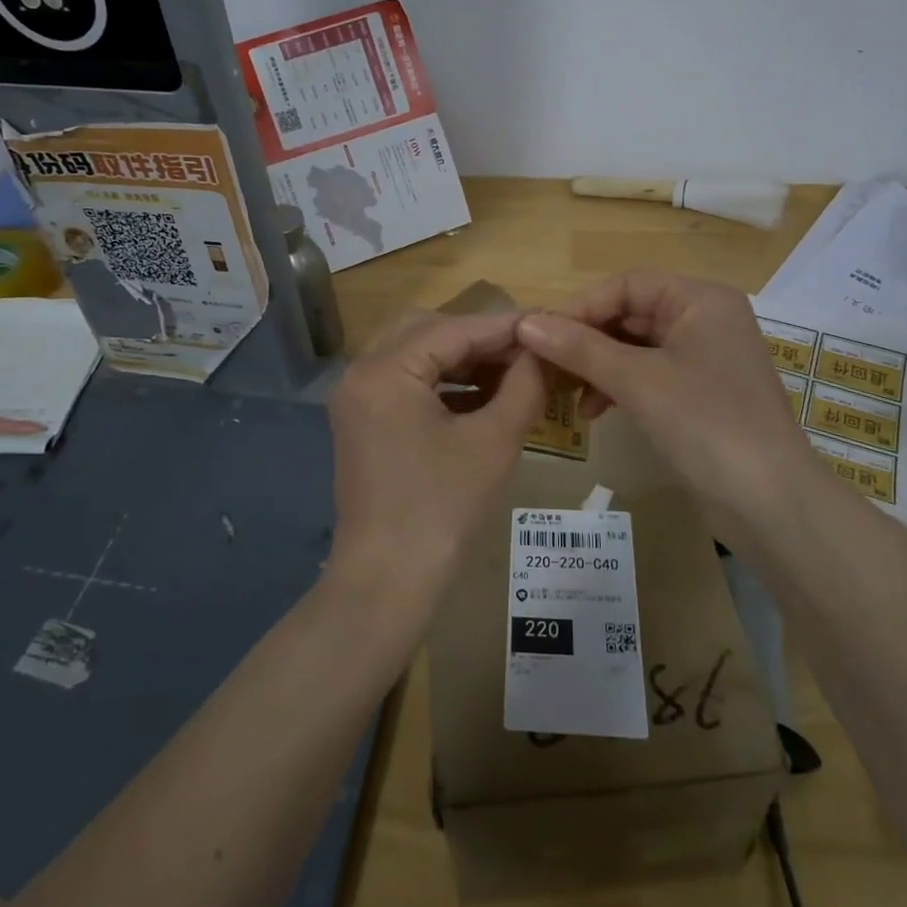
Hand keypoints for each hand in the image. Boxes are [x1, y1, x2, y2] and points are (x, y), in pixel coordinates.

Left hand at [325, 311, 544, 616]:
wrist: (387, 583)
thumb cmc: (443, 509)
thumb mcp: (494, 441)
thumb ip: (524, 385)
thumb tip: (545, 351)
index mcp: (384, 370)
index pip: (454, 329)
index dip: (505, 326)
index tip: (549, 323)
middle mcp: (361, 373)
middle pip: (427, 331)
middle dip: (480, 337)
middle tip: (527, 349)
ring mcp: (357, 399)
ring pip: (415, 355)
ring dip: (462, 359)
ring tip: (512, 370)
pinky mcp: (363, 423)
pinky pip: (406, 383)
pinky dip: (443, 383)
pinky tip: (483, 396)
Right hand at [517, 273, 814, 542]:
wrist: (770, 502)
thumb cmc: (706, 423)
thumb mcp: (637, 381)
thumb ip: (580, 348)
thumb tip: (526, 324)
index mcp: (701, 300)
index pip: (627, 285)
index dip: (581, 307)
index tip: (541, 335)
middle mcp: (706, 319)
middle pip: (631, 314)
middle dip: (587, 340)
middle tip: (545, 365)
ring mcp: (705, 357)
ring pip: (636, 347)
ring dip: (599, 366)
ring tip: (565, 392)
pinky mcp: (701, 393)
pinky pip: (649, 374)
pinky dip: (619, 387)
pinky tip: (594, 411)